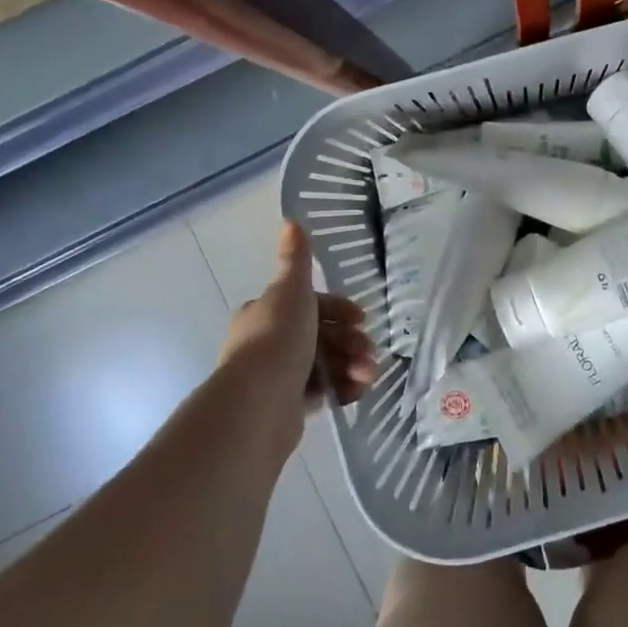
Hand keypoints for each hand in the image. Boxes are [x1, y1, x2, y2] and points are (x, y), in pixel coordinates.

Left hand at [216, 222, 377, 453]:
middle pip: (321, 335)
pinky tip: (357, 391)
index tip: (361, 318)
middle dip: (351, 342)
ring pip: (325, 364)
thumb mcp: (291, 291)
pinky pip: (322, 392)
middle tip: (370, 353)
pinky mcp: (286, 407)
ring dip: (352, 366)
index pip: (309, 304)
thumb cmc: (277, 340)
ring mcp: (276, 376)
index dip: (338, 309)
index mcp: (265, 313)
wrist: (257, 404)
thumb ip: (296, 260)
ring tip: (368, 376)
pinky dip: (342, 389)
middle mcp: (267, 342)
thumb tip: (290, 220)